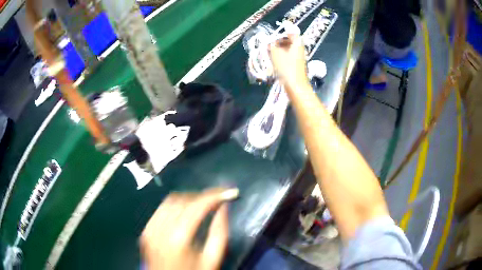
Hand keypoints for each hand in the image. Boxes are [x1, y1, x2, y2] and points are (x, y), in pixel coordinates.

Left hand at [140, 188, 238, 269]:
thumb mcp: (212, 259)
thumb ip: (219, 232)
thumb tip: (223, 206)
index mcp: (178, 238)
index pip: (197, 206)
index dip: (215, 196)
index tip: (230, 192)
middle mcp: (160, 229)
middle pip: (182, 200)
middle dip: (202, 196)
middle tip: (218, 200)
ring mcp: (150, 229)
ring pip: (169, 201)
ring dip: (188, 199)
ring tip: (203, 205)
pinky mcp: (146, 231)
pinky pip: (160, 210)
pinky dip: (175, 206)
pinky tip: (184, 212)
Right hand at [269, 34, 308, 86]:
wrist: (295, 86)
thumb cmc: (286, 68)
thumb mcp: (276, 54)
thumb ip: (271, 45)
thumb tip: (269, 41)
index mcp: (297, 43)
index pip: (292, 32)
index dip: (282, 32)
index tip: (273, 35)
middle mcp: (300, 49)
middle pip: (290, 40)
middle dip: (279, 41)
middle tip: (269, 44)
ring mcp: (299, 57)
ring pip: (288, 48)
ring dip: (279, 49)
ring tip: (269, 52)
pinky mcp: (296, 64)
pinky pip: (288, 56)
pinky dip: (281, 55)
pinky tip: (274, 60)